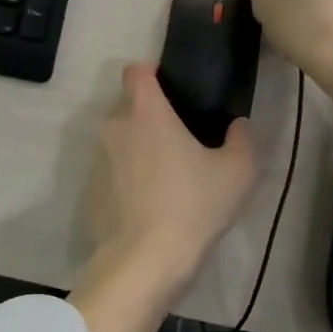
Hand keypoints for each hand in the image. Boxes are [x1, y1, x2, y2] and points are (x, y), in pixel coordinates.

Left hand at [70, 64, 258, 331]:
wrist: (144, 261)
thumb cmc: (193, 205)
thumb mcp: (237, 172)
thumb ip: (242, 139)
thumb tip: (238, 126)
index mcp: (146, 112)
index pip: (136, 70)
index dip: (152, 73)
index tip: (173, 89)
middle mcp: (114, 128)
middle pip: (127, 105)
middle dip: (149, 114)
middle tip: (179, 137)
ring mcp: (98, 160)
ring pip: (118, 139)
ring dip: (137, 147)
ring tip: (166, 174)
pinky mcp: (91, 191)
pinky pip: (111, 171)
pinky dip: (126, 177)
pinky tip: (149, 203)